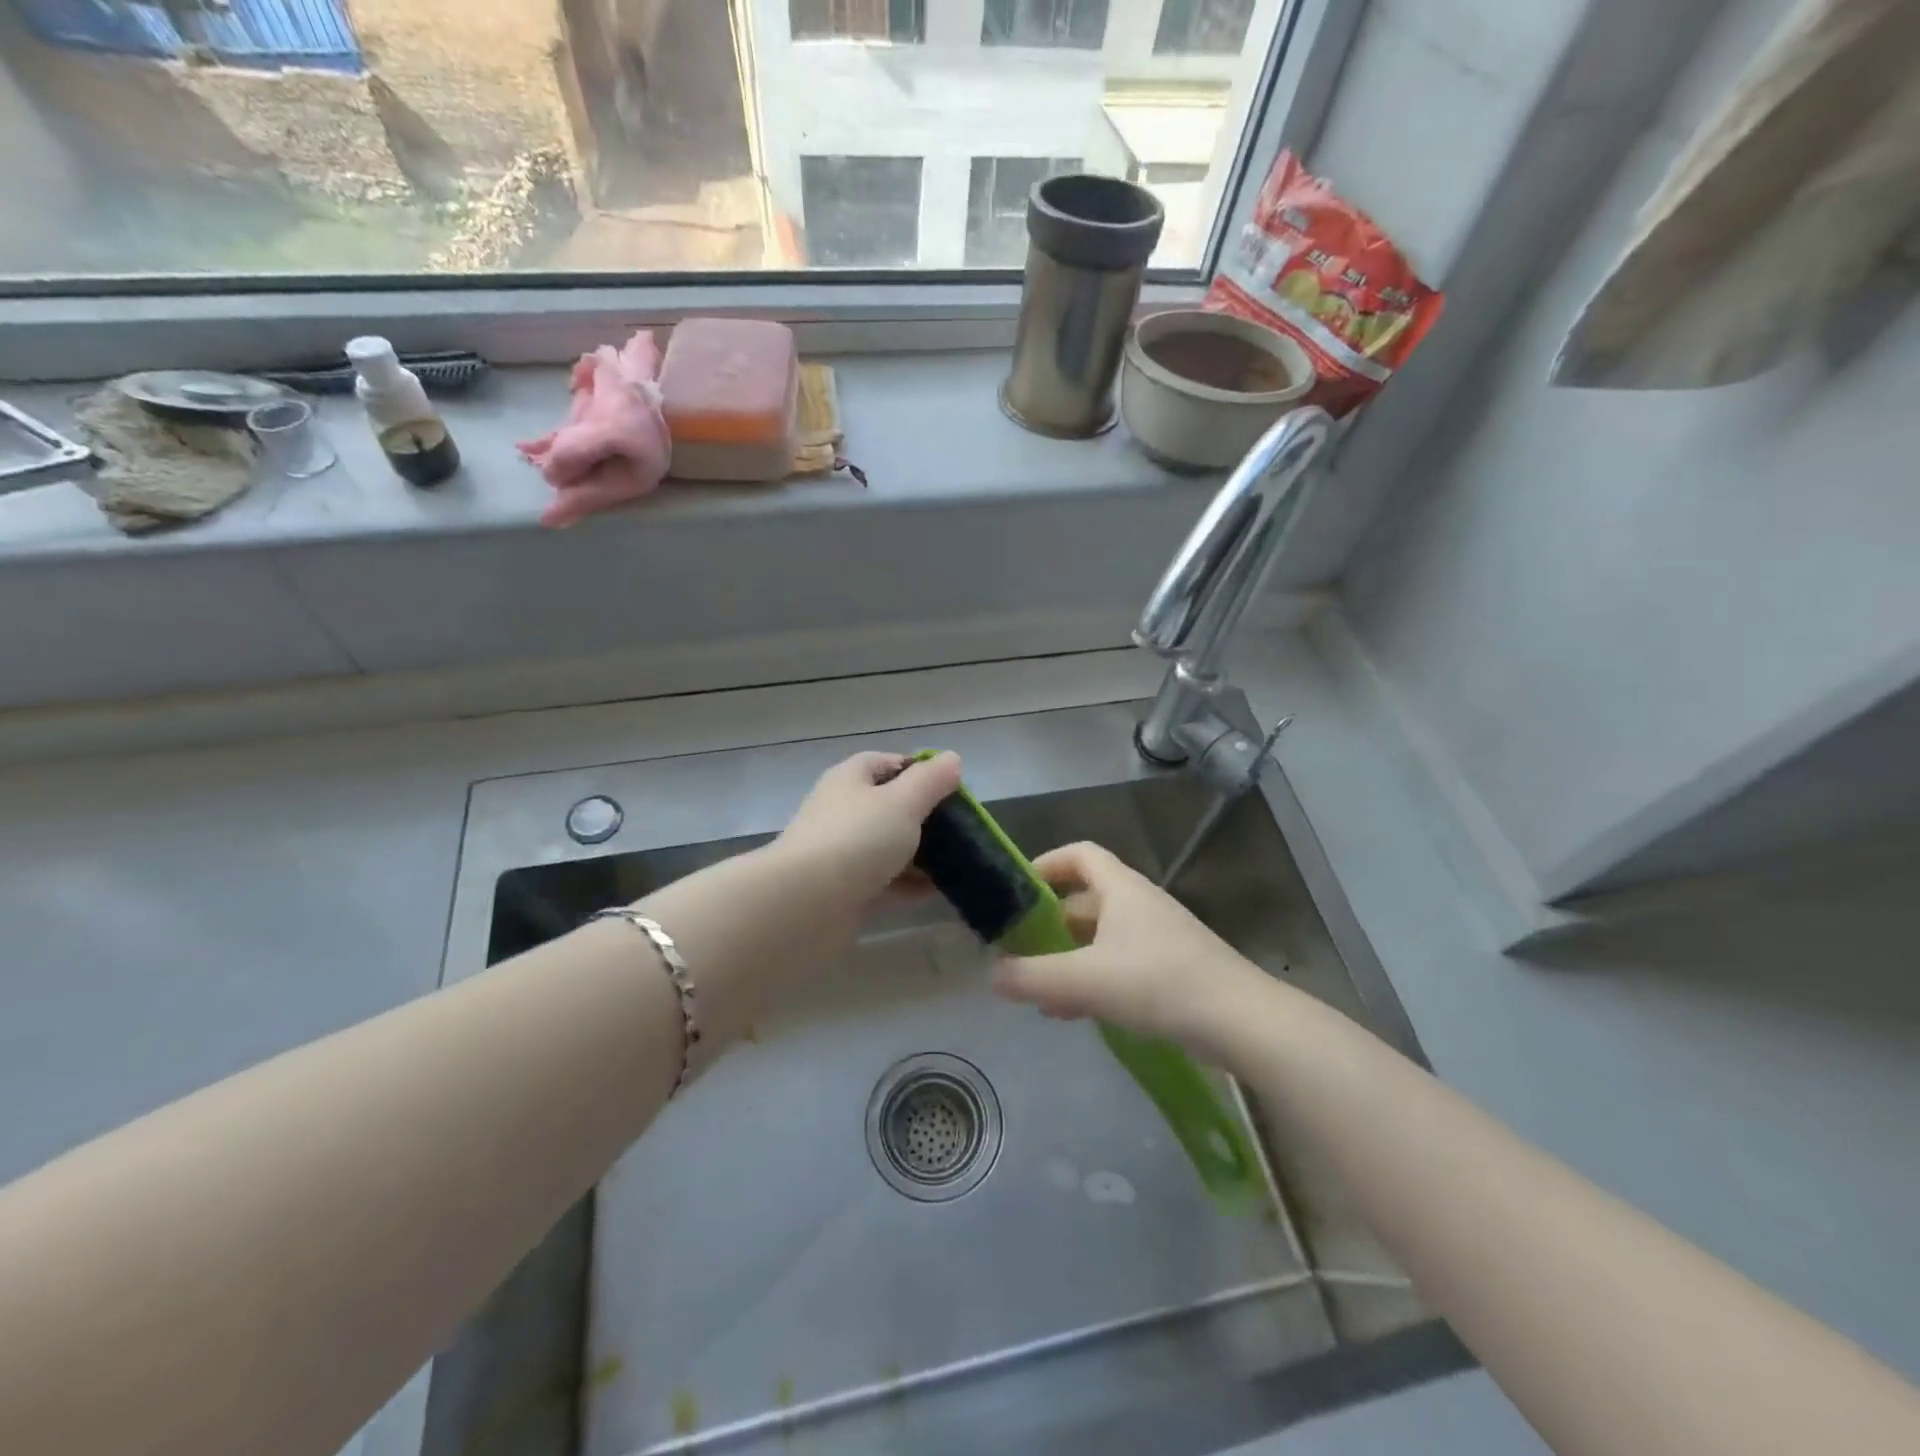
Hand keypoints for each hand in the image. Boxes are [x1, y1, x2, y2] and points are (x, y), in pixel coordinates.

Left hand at [774, 750, 962, 906]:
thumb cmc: (857, 839)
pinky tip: (935, 891)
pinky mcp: (843, 888)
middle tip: (959, 828)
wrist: (804, 904)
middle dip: (923, 816)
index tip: (951, 788)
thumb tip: (952, 759)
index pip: (886, 762)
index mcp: (850, 779)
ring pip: (887, 845)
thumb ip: (930, 780)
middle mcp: (842, 810)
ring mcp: (840, 851)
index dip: (919, 770)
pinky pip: (883, 879)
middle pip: (888, 805)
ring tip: (955, 862)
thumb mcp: (903, 802)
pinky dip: (907, 884)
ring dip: (918, 853)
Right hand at [990, 841, 1271, 1057]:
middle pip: (1086, 898)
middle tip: (1021, 948)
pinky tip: (1077, 1012)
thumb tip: (992, 974)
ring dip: (1070, 956)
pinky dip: (1094, 978)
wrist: (1241, 1021)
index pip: (1079, 854)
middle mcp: (1140, 904)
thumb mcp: (1086, 980)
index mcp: (1121, 889)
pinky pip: (1120, 963)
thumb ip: (1033, 976)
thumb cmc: (1158, 983)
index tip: (1016, 891)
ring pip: (1102, 936)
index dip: (1046, 864)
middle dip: (1050, 922)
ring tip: (1041, 990)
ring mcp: (1159, 937)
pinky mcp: (1172, 969)